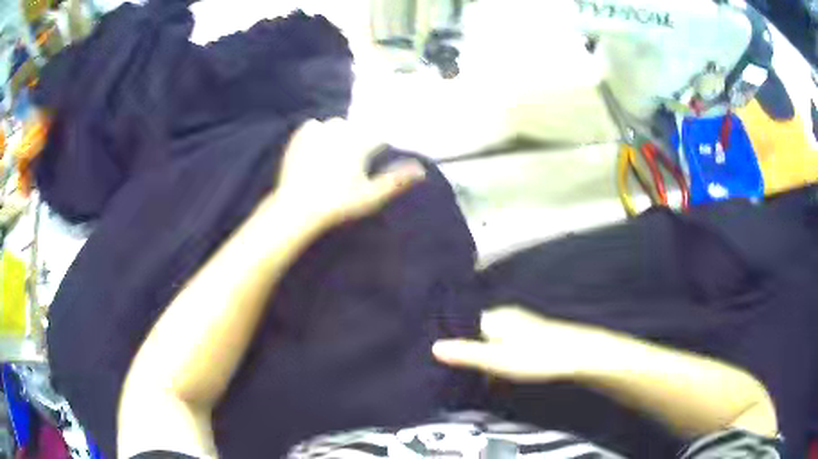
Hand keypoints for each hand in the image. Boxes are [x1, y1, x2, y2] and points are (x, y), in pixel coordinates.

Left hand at [275, 118, 425, 226]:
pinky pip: (312, 126)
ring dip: (337, 134)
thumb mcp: (370, 196)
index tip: (371, 161)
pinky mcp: (299, 137)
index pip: (377, 138)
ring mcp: (317, 133)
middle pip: (356, 129)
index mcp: (358, 144)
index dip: (376, 149)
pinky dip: (316, 133)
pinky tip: (315, 148)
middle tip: (349, 163)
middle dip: (357, 140)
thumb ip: (396, 180)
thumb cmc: (337, 203)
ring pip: (334, 124)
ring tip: (333, 155)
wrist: (297, 207)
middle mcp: (339, 132)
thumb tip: (421, 170)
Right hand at [433, 307, 612, 381]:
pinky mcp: (532, 339)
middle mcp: (506, 317)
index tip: (435, 357)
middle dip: (465, 352)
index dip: (450, 339)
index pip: (463, 324)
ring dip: (483, 360)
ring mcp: (520, 327)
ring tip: (471, 379)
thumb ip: (466, 354)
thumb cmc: (536, 357)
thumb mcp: (497, 360)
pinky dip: (497, 362)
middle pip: (476, 334)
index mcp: (495, 318)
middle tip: (450, 372)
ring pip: (492, 343)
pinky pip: (505, 349)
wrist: (579, 356)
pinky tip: (497, 377)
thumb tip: (433, 346)